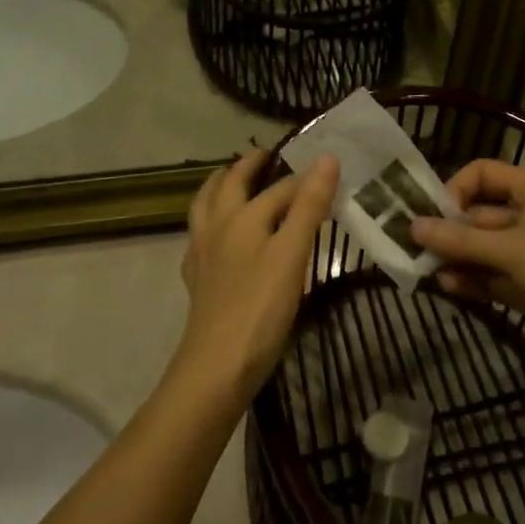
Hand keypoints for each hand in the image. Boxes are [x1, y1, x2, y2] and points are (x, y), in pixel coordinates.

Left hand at [173, 151, 339, 406]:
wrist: (217, 367)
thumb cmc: (260, 308)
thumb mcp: (291, 254)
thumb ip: (308, 206)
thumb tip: (326, 158)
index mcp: (241, 217)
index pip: (278, 189)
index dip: (303, 179)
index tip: (325, 170)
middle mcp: (217, 228)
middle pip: (228, 186)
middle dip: (245, 167)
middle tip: (264, 156)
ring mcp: (202, 255)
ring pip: (204, 208)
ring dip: (217, 188)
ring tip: (229, 180)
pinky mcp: (198, 282)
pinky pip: (199, 240)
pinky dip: (208, 224)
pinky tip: (216, 238)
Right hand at [410, 160, 524, 393]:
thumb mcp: (512, 249)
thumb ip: (460, 238)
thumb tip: (412, 226)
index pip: (484, 174)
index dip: (456, 189)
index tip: (433, 214)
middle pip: (479, 214)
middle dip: (448, 229)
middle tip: (413, 246)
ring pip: (482, 249)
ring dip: (455, 257)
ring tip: (424, 270)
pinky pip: (491, 278)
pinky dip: (470, 280)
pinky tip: (447, 287)